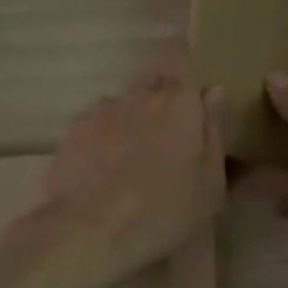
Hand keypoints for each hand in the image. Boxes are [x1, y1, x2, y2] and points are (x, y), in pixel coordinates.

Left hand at [44, 45, 226, 280]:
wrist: (92, 231)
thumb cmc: (165, 209)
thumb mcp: (210, 182)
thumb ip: (214, 131)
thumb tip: (215, 91)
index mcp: (179, 102)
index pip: (179, 56)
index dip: (183, 62)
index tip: (189, 86)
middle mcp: (139, 95)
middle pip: (153, 85)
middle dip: (162, 103)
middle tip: (169, 141)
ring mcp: (101, 111)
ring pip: (124, 106)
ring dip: (131, 122)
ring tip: (131, 161)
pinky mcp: (72, 132)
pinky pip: (97, 125)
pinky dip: (103, 139)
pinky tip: (104, 170)